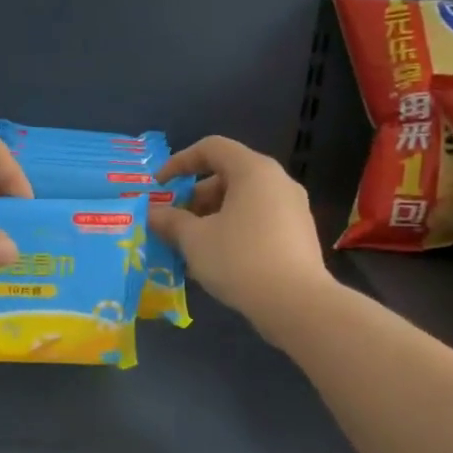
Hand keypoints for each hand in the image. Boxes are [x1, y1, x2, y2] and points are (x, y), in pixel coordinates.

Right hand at [149, 137, 332, 329]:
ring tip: (190, 247)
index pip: (211, 148)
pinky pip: (258, 221)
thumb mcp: (194, 240)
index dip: (180, 162)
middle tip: (174, 224)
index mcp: (253, 171)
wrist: (297, 304)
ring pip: (242, 201)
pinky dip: (233, 230)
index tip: (160, 187)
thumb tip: (153, 214)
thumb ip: (171, 221)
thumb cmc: (239, 260)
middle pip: (227, 175)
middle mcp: (277, 181)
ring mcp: (293, 208)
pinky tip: (216, 261)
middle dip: (194, 198)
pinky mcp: (299, 235)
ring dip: (211, 218)